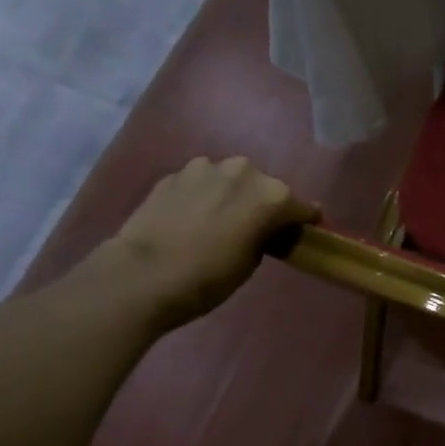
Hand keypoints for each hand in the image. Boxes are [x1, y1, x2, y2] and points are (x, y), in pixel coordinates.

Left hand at [98, 157, 318, 325]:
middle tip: (255, 229)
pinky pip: (201, 183)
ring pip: (231, 179)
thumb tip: (263, 229)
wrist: (142, 275)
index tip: (300, 234)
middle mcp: (244, 171)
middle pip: (265, 187)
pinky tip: (192, 218)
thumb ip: (265, 236)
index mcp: (272, 196)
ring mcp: (206, 167)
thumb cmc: (208, 278)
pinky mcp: (174, 174)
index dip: (303, 222)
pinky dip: (204, 196)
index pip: (302, 207)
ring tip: (220, 220)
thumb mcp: (251, 263)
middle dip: (264, 204)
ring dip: (232, 195)